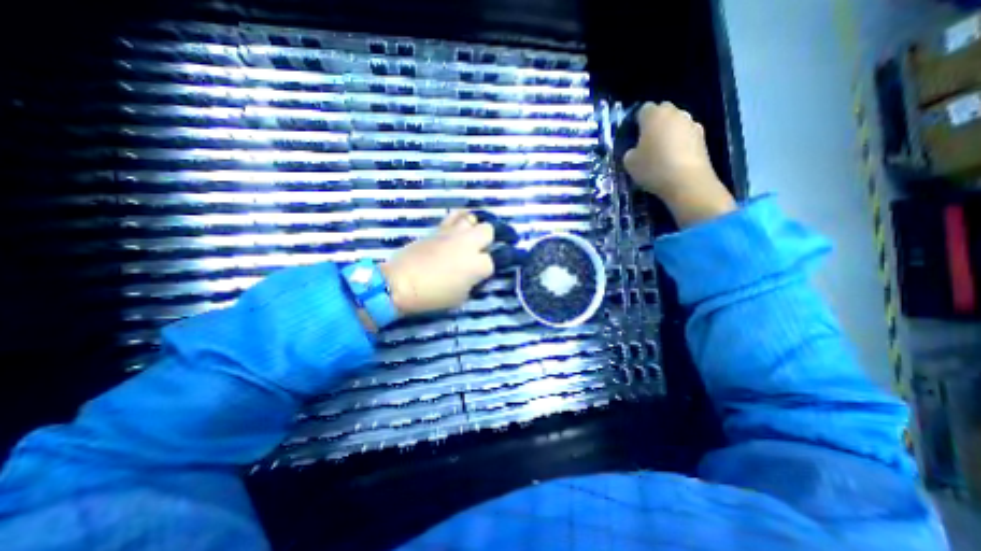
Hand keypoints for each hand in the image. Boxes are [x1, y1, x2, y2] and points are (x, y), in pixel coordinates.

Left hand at [379, 210, 493, 314]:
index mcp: (477, 265)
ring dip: (473, 228)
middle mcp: (468, 244)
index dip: (486, 268)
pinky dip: (458, 219)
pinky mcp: (438, 229)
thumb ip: (471, 282)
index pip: (492, 261)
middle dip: (487, 240)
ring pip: (472, 219)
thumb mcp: (460, 297)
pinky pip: (454, 216)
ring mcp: (453, 233)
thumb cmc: (432, 296)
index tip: (479, 274)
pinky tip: (457, 227)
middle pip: (488, 231)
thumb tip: (472, 275)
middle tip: (479, 251)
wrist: (401, 282)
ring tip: (468, 238)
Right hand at [624, 99, 730, 225]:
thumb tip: (635, 150)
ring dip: (669, 132)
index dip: (637, 122)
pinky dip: (680, 143)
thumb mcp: (629, 163)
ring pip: (676, 123)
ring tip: (662, 152)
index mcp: (654, 115)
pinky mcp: (703, 137)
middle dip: (655, 123)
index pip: (643, 110)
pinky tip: (674, 159)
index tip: (633, 136)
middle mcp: (675, 113)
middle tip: (647, 143)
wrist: (687, 181)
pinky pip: (686, 135)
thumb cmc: (653, 168)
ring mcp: (692, 123)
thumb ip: (630, 151)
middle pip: (662, 112)